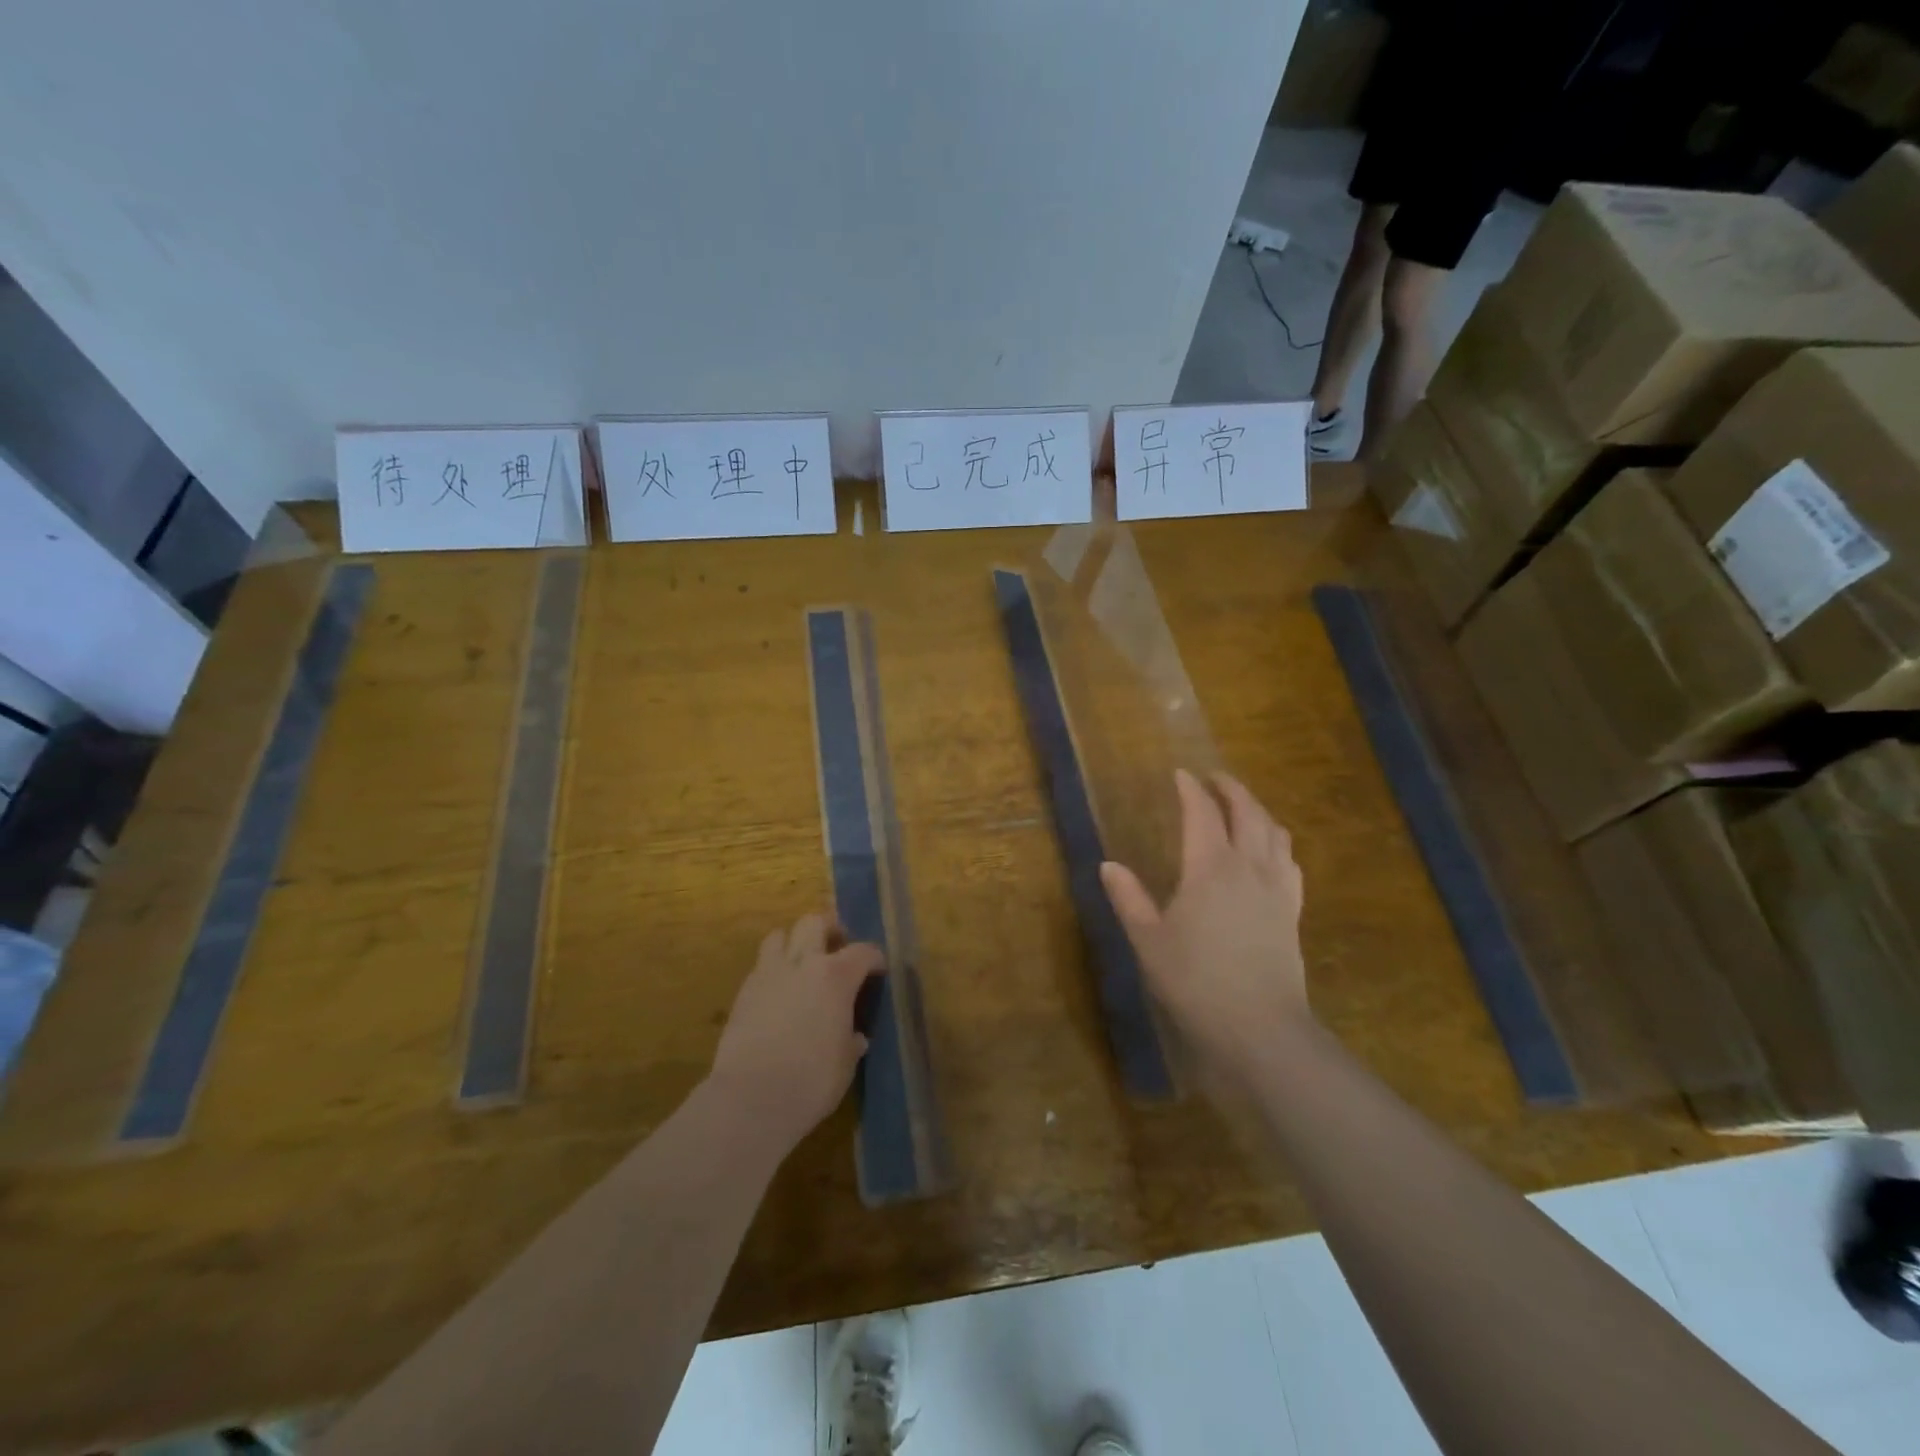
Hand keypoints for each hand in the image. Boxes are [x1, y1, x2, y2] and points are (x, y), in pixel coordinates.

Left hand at [707, 913, 882, 1151]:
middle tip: (836, 949)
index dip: (874, 959)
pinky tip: (778, 994)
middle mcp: (803, 964)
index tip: (878, 972)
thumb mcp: (845, 1063)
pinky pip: (761, 966)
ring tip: (801, 965)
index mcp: (836, 977)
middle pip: (814, 923)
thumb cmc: (811, 1081)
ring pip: (779, 935)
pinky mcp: (743, 992)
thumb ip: (852, 1041)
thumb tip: (855, 1037)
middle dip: (829, 930)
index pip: (863, 952)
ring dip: (793, 943)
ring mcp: (768, 974)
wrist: (751, 1099)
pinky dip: (773, 970)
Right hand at [1100, 770, 1307, 1091]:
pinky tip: (1271, 852)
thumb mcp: (1149, 941)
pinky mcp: (1292, 910)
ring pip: (1275, 832)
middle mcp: (1249, 866)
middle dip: (1231, 789)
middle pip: (1247, 812)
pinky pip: (1289, 861)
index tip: (1180, 774)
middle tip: (1214, 778)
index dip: (1191, 789)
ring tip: (1242, 807)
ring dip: (1257, 810)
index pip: (1202, 813)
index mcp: (1210, 867)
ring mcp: (1277, 888)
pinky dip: (1277, 842)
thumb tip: (1108, 866)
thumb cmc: (1196, 981)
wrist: (1260, 1028)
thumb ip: (1129, 899)